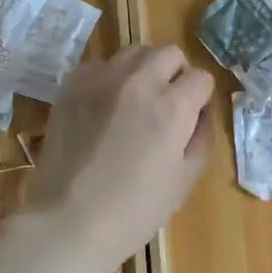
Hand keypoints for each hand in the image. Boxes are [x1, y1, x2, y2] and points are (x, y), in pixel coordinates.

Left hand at [23, 45, 214, 268]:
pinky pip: (100, 64)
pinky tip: (104, 105)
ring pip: (134, 52)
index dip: (200, 97)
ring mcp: (102, 79)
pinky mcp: (72, 85)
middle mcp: (139, 81)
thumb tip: (202, 111)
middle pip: (169, 53)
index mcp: (173, 106)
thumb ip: (203, 136)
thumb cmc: (136, 209)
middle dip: (175, 74)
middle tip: (166, 104)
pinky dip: (109, 77)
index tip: (191, 117)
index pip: (201, 77)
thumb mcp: (186, 179)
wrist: (69, 220)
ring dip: (143, 70)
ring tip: (135, 100)